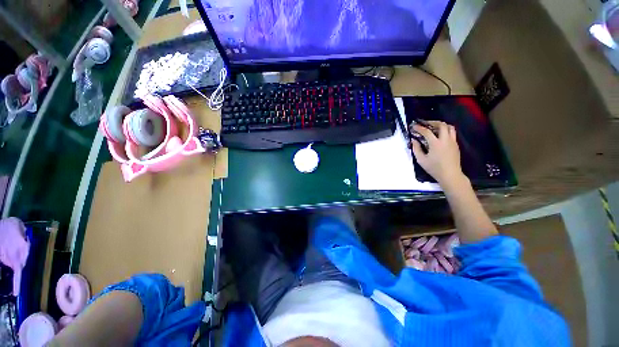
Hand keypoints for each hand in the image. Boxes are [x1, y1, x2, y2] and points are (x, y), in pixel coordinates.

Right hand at [410, 121, 464, 185]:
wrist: (450, 175)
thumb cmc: (434, 168)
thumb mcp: (421, 160)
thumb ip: (416, 149)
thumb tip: (414, 140)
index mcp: (436, 144)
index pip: (427, 131)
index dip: (419, 128)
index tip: (413, 126)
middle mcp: (446, 140)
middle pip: (442, 125)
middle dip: (432, 122)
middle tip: (425, 124)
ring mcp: (452, 142)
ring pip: (450, 127)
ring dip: (441, 125)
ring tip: (434, 127)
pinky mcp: (456, 145)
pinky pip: (452, 133)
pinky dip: (445, 131)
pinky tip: (439, 135)